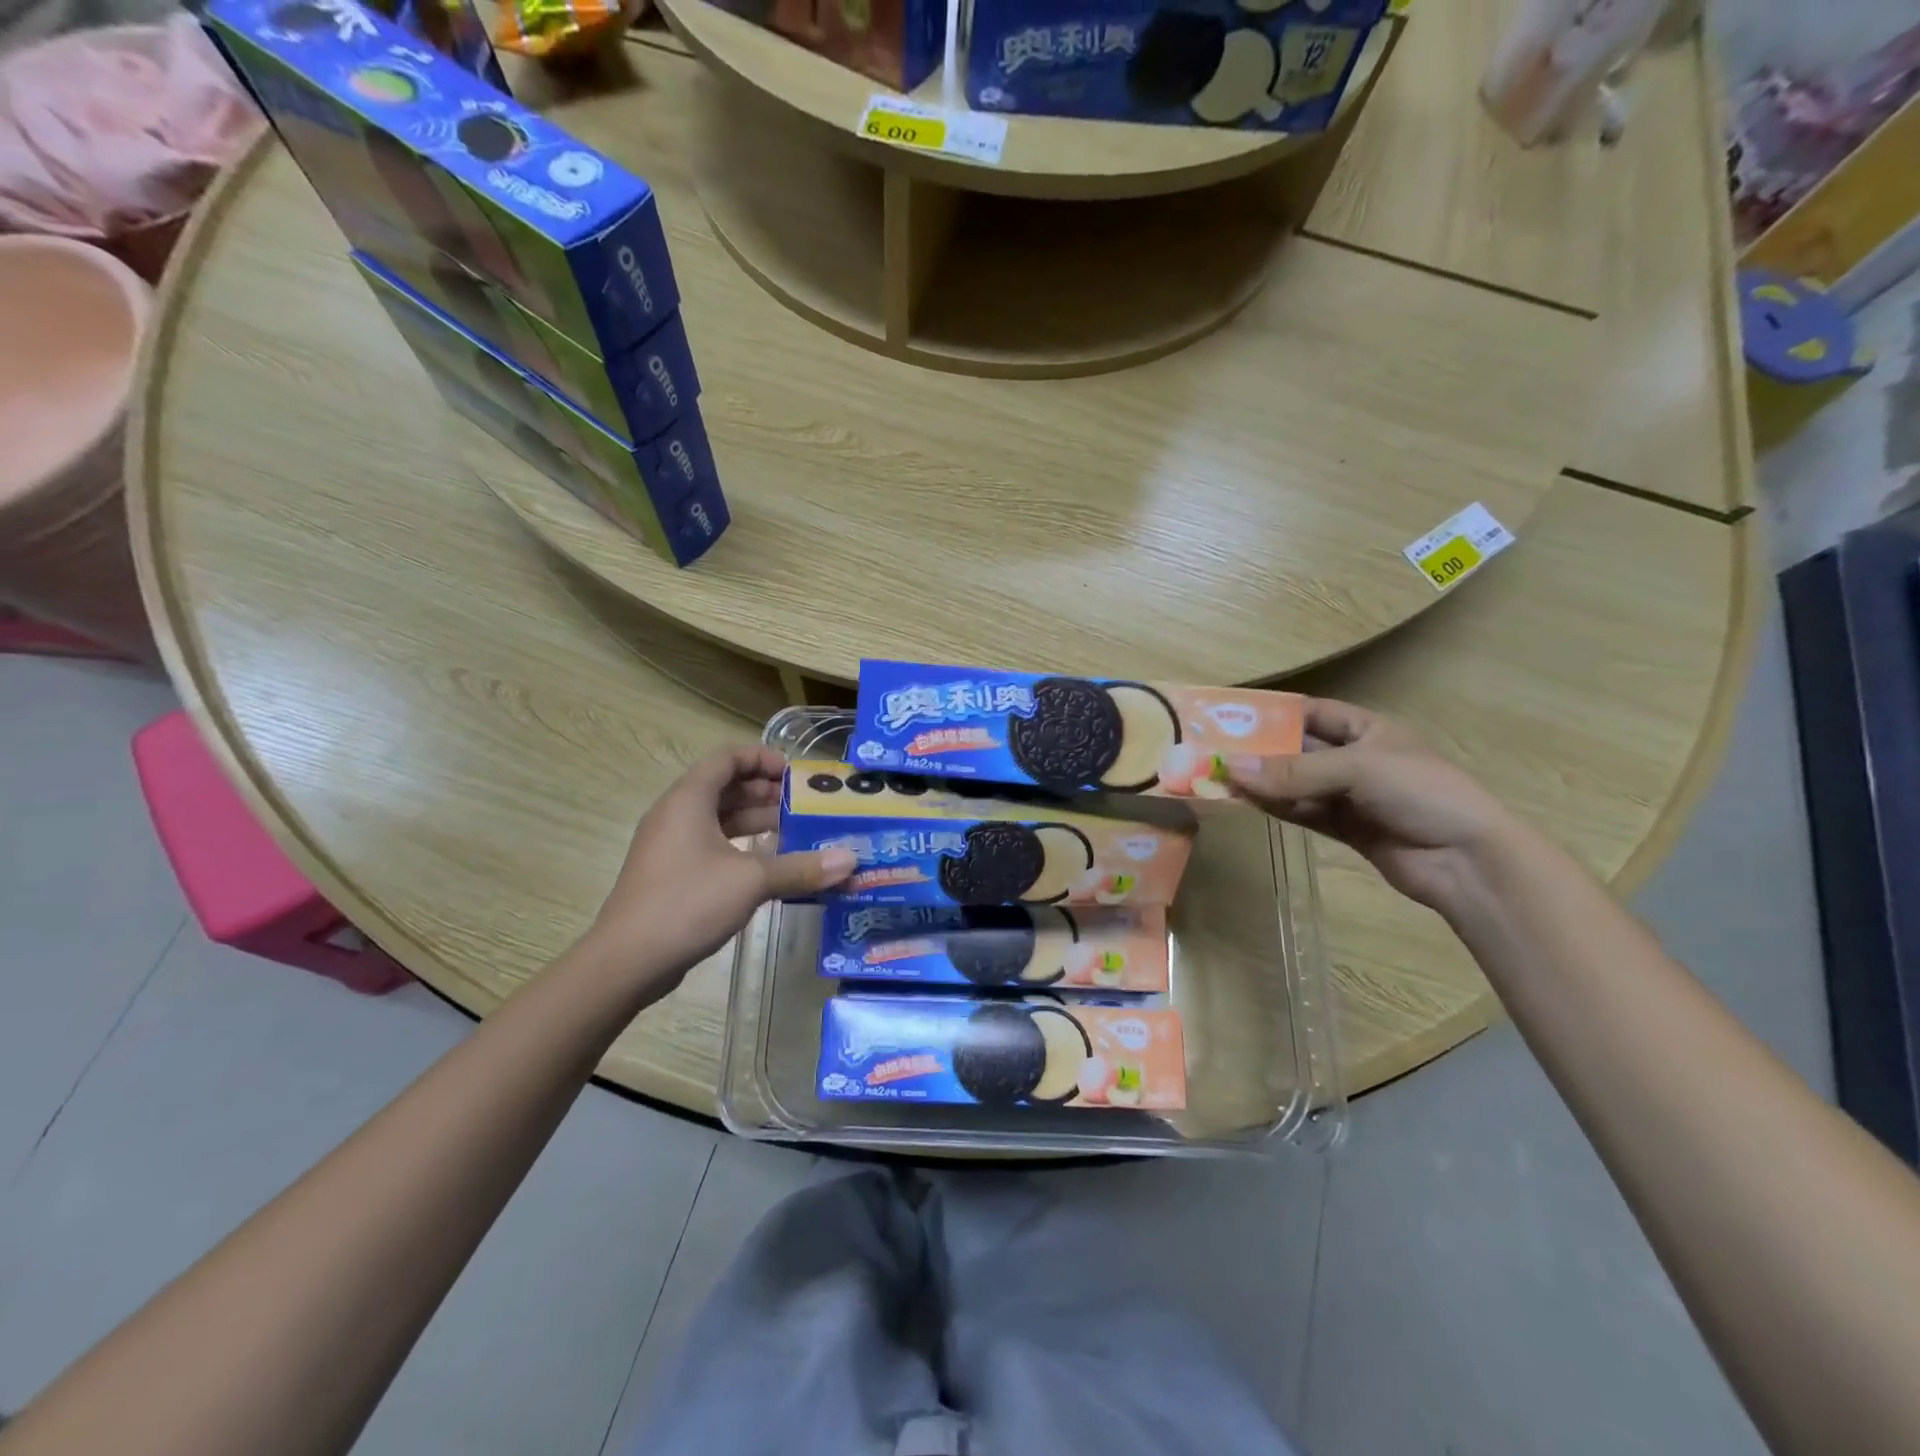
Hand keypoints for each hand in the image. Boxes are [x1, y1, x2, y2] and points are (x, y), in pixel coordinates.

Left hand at [584, 748, 855, 991]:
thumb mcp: (751, 881)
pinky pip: (711, 845)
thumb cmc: (687, 903)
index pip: (727, 758)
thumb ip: (800, 867)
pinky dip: (740, 846)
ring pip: (718, 818)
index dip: (762, 758)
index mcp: (688, 800)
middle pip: (724, 787)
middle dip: (765, 792)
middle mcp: (676, 815)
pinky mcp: (671, 874)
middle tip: (803, 805)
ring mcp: (670, 846)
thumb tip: (850, 860)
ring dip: (755, 820)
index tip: (795, 774)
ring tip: (795, 832)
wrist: (627, 961)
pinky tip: (768, 865)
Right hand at [1227, 699, 1514, 912]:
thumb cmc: (1421, 793)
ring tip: (1218, 777)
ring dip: (1262, 782)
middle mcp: (1355, 758)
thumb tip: (1229, 767)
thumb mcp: (1357, 769)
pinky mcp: (1345, 827)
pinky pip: (1301, 811)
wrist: (1467, 861)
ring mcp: (1349, 795)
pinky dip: (1275, 807)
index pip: (1312, 712)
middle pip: (1297, 749)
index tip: (1230, 716)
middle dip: (1259, 751)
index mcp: (1368, 730)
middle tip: (1213, 750)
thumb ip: (1293, 771)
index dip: (1274, 713)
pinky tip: (1245, 802)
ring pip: (1295, 783)